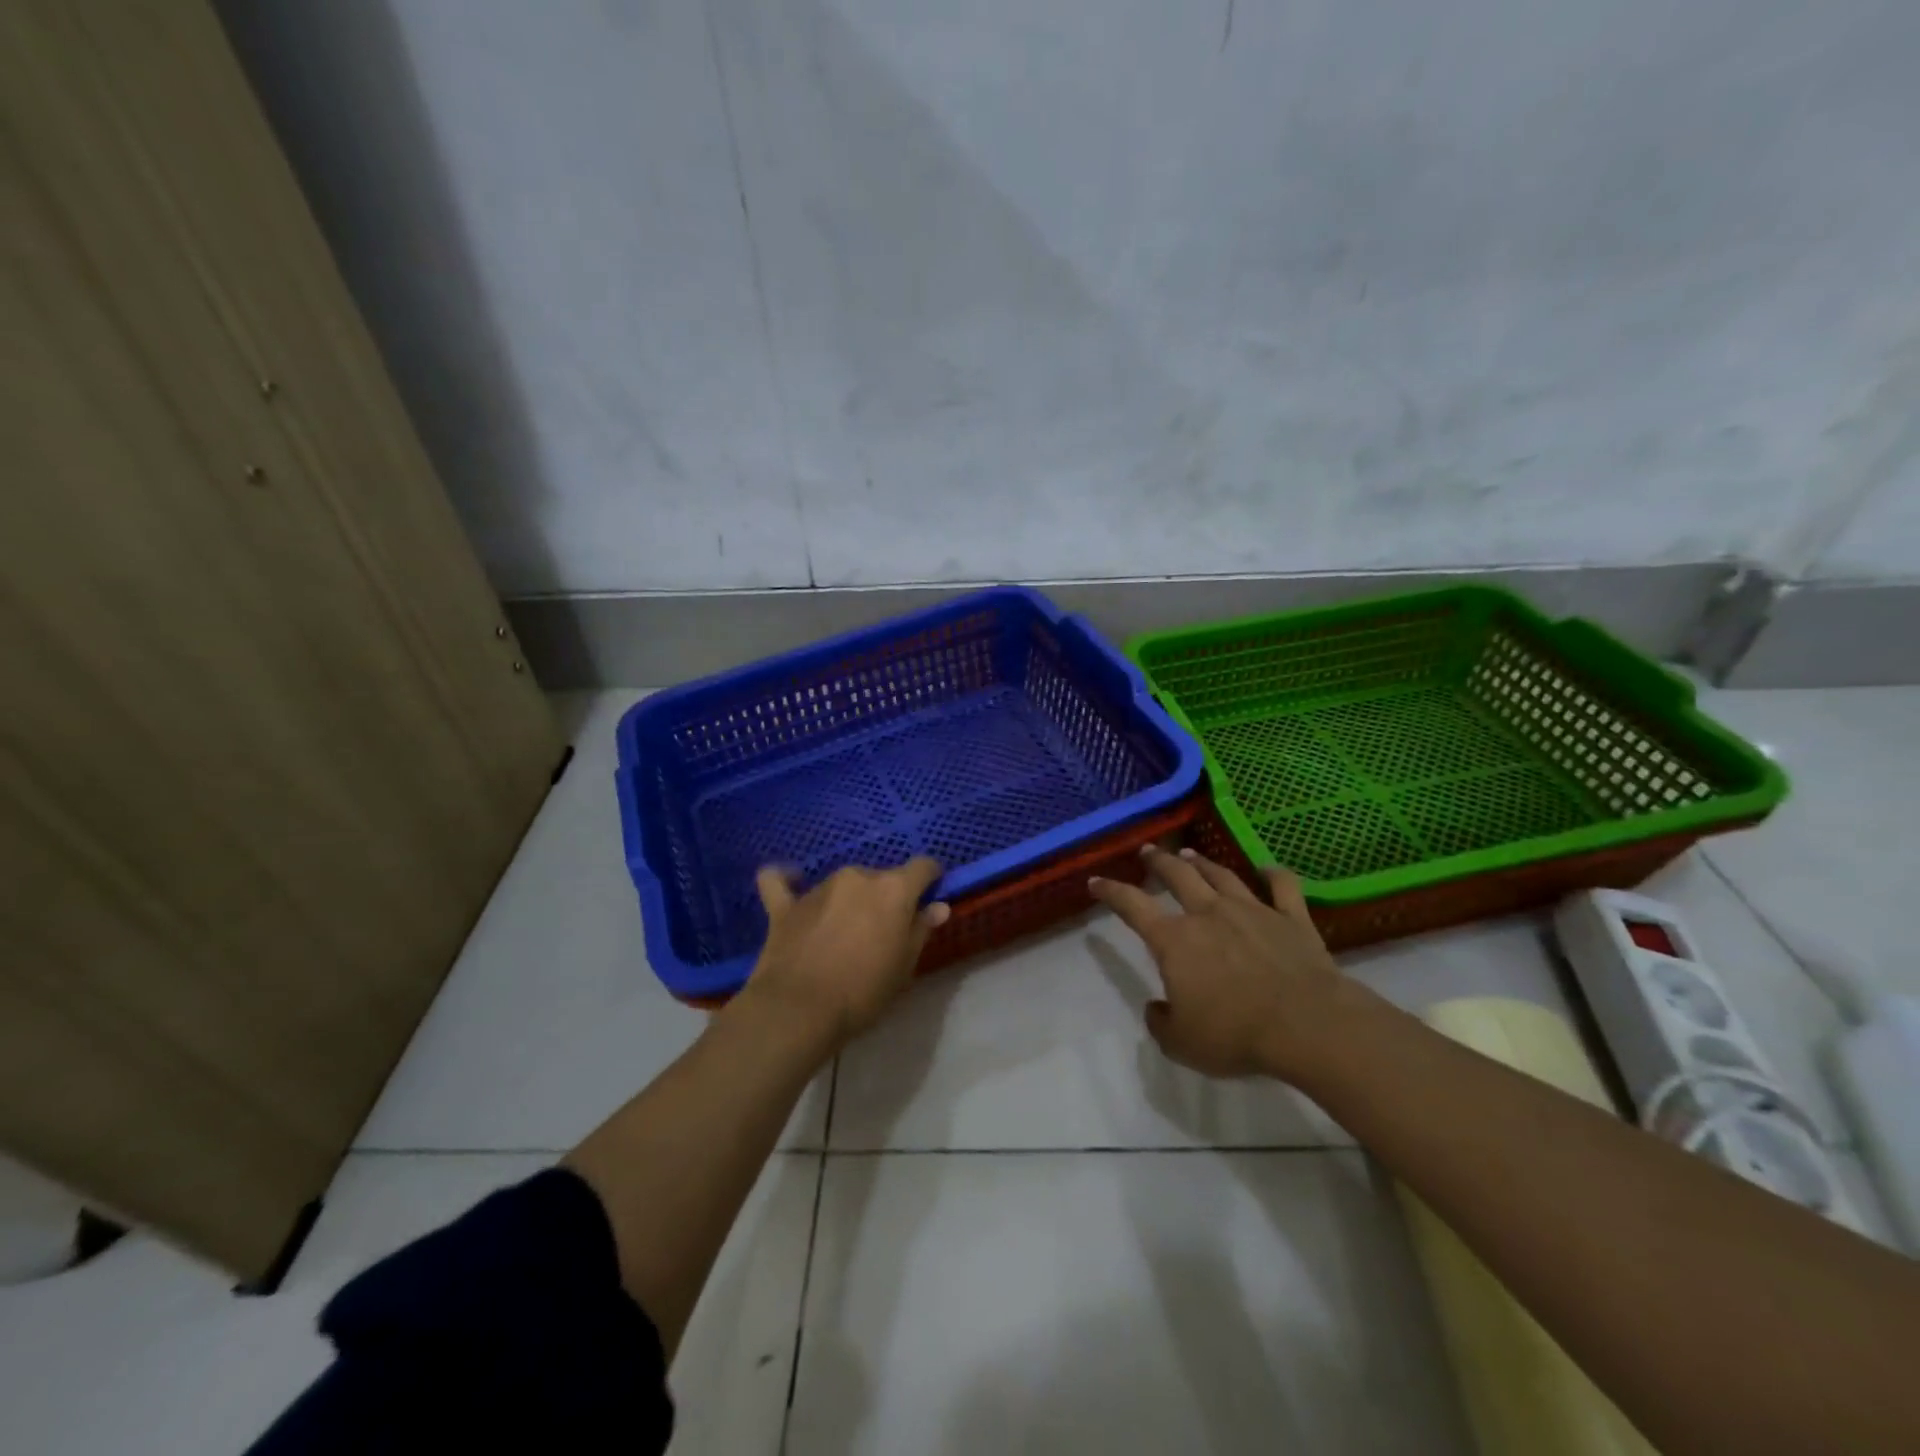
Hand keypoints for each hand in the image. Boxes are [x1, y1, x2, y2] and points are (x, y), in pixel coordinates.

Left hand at [737, 858, 949, 1050]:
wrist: (800, 1011)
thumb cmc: (863, 992)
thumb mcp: (905, 967)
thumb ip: (921, 929)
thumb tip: (938, 905)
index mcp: (893, 889)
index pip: (923, 866)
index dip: (930, 879)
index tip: (928, 898)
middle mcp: (858, 877)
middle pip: (881, 878)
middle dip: (885, 898)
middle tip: (882, 933)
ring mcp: (819, 888)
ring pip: (843, 884)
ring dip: (848, 899)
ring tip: (842, 933)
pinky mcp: (785, 905)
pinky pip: (781, 881)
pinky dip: (787, 880)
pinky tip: (792, 883)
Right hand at [1090, 847, 1370, 1082]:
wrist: (1307, 1025)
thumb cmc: (1235, 1034)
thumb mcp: (1182, 1044)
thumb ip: (1161, 1023)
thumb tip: (1157, 1008)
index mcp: (1174, 940)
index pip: (1132, 906)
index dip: (1111, 891)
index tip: (1097, 881)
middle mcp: (1208, 914)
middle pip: (1178, 875)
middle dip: (1159, 861)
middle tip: (1149, 851)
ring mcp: (1253, 911)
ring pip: (1222, 875)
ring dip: (1203, 862)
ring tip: (1191, 854)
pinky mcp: (1292, 919)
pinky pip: (1282, 887)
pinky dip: (1274, 874)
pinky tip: (1268, 868)